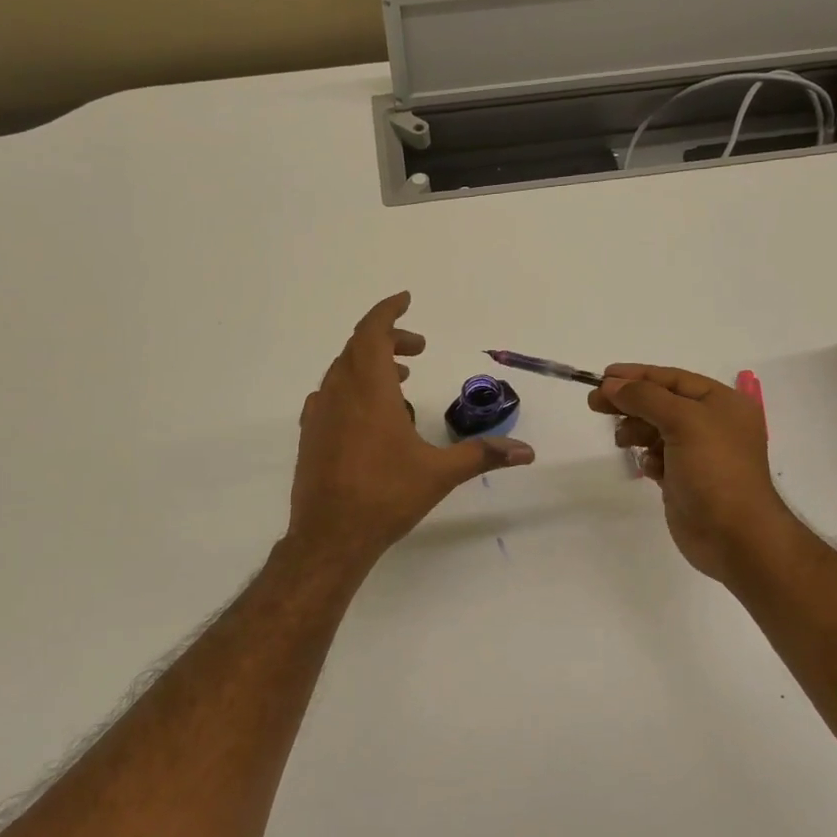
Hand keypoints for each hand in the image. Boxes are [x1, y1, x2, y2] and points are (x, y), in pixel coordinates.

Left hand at [289, 293, 534, 566]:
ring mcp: (319, 414)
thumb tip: (527, 452)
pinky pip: (331, 395)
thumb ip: (483, 455)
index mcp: (369, 390)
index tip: (406, 300)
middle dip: (389, 339)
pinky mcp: (309, 435)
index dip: (388, 311)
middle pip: (359, 347)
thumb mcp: (440, 473)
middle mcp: (339, 393)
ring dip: (371, 364)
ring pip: (342, 370)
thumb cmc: (386, 496)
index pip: (373, 332)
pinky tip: (370, 415)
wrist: (330, 536)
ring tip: (401, 382)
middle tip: (419, 348)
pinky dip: (352, 388)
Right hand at [588, 364, 797, 583]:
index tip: (602, 376)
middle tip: (594, 403)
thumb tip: (611, 384)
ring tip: (622, 441)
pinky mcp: (685, 479)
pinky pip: (658, 457)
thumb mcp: (683, 421)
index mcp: (721, 403)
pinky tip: (648, 469)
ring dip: (636, 431)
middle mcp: (712, 423)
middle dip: (630, 402)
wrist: (734, 535)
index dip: (637, 375)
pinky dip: (648, 458)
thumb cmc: (715, 470)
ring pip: (656, 429)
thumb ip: (645, 398)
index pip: (672, 378)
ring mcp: (698, 453)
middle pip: (661, 402)